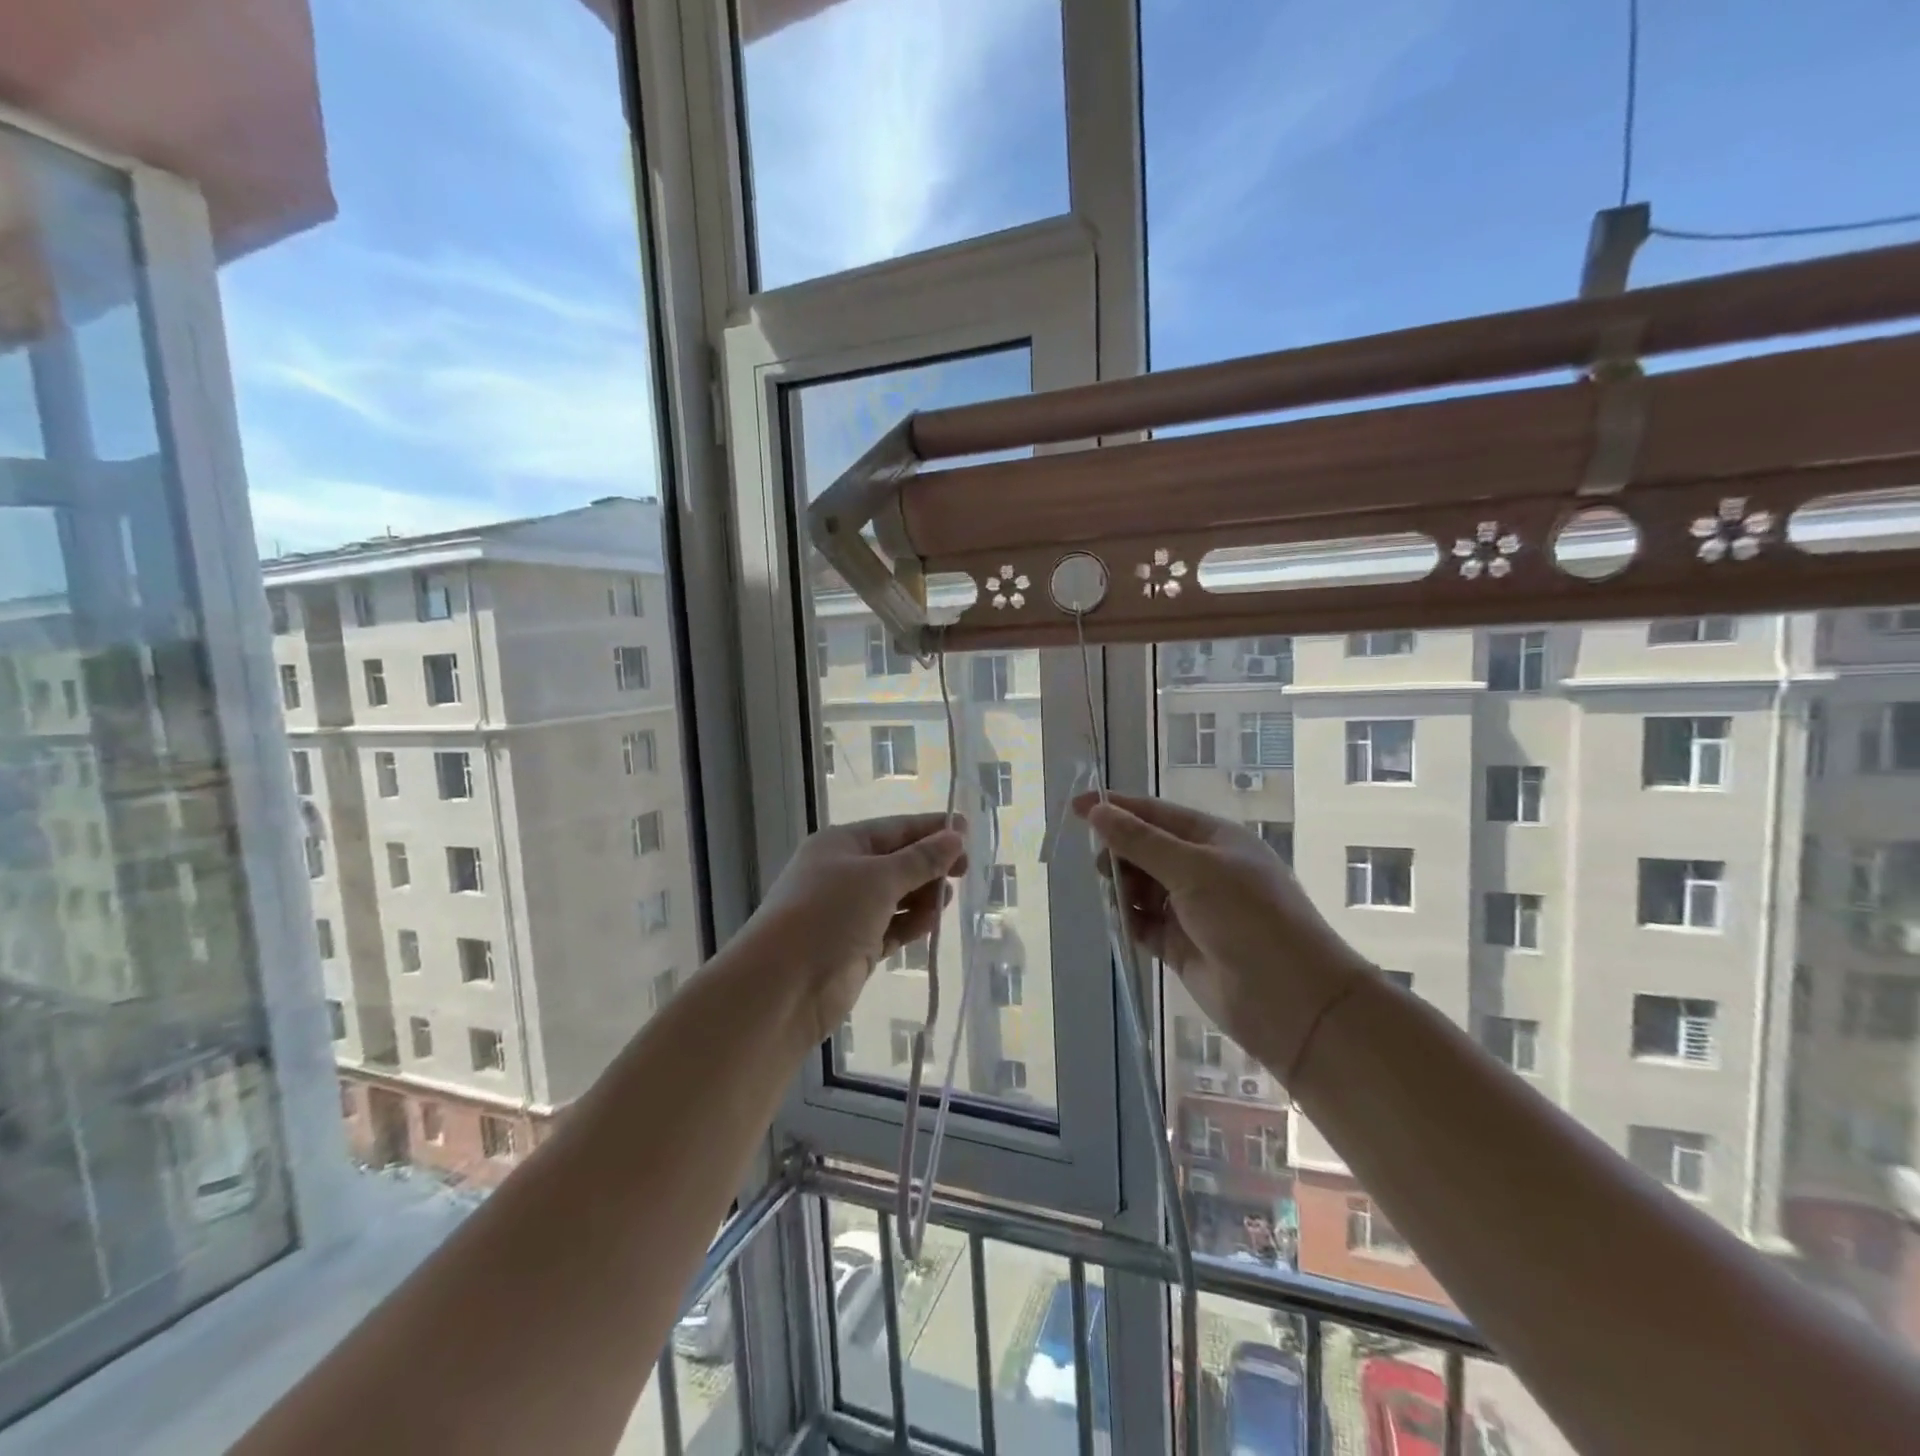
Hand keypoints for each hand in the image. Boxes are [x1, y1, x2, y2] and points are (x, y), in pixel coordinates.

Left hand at [747, 814, 967, 1042]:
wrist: (783, 986)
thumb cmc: (829, 914)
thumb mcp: (879, 878)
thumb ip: (921, 859)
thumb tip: (955, 837)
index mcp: (841, 844)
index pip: (895, 829)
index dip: (931, 829)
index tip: (967, 832)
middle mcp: (843, 873)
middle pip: (897, 861)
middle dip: (930, 865)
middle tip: (964, 871)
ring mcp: (847, 912)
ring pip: (896, 896)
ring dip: (923, 896)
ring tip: (945, 900)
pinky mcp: (854, 946)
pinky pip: (891, 927)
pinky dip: (911, 924)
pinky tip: (931, 923)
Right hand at [1072, 792, 1367, 1077]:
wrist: (1291, 1000)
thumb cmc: (1248, 918)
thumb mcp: (1193, 870)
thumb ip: (1141, 842)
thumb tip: (1097, 811)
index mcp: (1213, 839)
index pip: (1155, 814)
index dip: (1116, 808)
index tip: (1075, 807)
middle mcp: (1202, 869)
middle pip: (1145, 849)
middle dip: (1120, 852)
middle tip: (1102, 868)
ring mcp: (1192, 908)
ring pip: (1141, 886)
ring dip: (1123, 888)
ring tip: (1118, 900)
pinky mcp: (1181, 945)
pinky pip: (1143, 923)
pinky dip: (1130, 920)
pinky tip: (1123, 922)